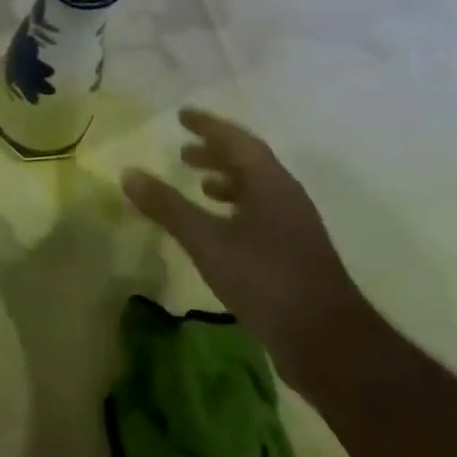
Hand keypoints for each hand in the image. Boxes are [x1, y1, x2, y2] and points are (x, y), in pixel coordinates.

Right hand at [122, 109, 364, 391]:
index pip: (236, 139)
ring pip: (256, 189)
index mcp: (269, 182)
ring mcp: (294, 225)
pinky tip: (219, 229)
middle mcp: (285, 195)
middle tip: (183, 151)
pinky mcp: (295, 252)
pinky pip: (260, 213)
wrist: (327, 341)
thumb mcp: (207, 241)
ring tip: (198, 185)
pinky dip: (235, 208)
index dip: (208, 125)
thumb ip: (168, 206)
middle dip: (215, 152)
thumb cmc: (265, 279)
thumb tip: (129, 173)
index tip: (182, 115)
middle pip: (248, 161)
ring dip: (226, 180)